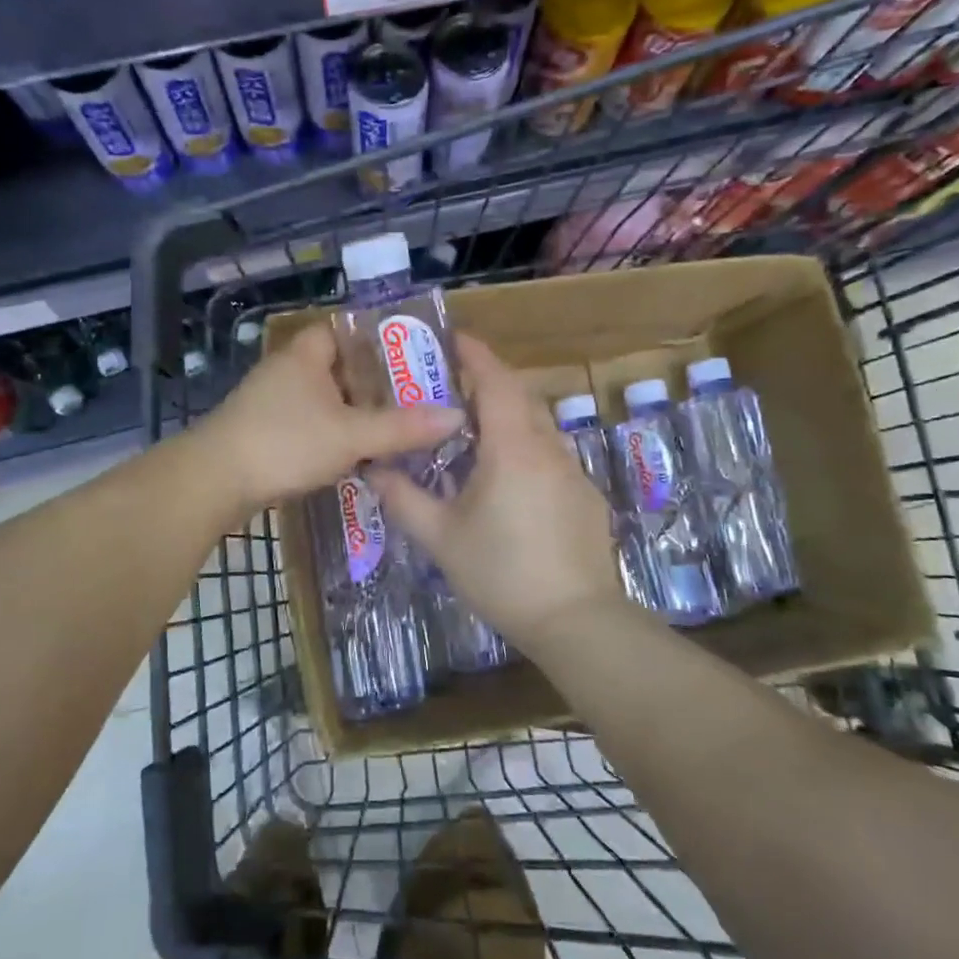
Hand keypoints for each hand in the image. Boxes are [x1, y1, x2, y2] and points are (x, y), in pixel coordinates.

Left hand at [197, 323, 465, 513]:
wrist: (214, 482)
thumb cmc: (284, 443)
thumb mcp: (352, 435)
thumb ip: (402, 428)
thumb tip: (455, 417)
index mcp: (306, 355)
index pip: (344, 329)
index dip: (377, 338)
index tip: (411, 356)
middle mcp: (286, 371)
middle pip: (338, 367)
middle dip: (373, 382)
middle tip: (414, 397)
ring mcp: (270, 402)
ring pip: (324, 399)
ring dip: (353, 412)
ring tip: (395, 426)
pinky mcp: (263, 432)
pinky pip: (309, 424)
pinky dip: (333, 433)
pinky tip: (357, 454)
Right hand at [370, 334, 631, 650]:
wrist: (574, 619)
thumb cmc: (501, 572)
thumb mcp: (440, 537)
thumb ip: (403, 498)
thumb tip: (373, 469)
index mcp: (513, 447)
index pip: (495, 381)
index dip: (475, 355)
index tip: (453, 339)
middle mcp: (548, 447)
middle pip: (520, 396)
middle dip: (489, 382)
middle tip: (453, 386)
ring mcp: (573, 471)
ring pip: (538, 426)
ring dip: (509, 415)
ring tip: (475, 432)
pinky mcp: (585, 496)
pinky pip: (552, 454)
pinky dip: (526, 446)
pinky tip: (508, 480)